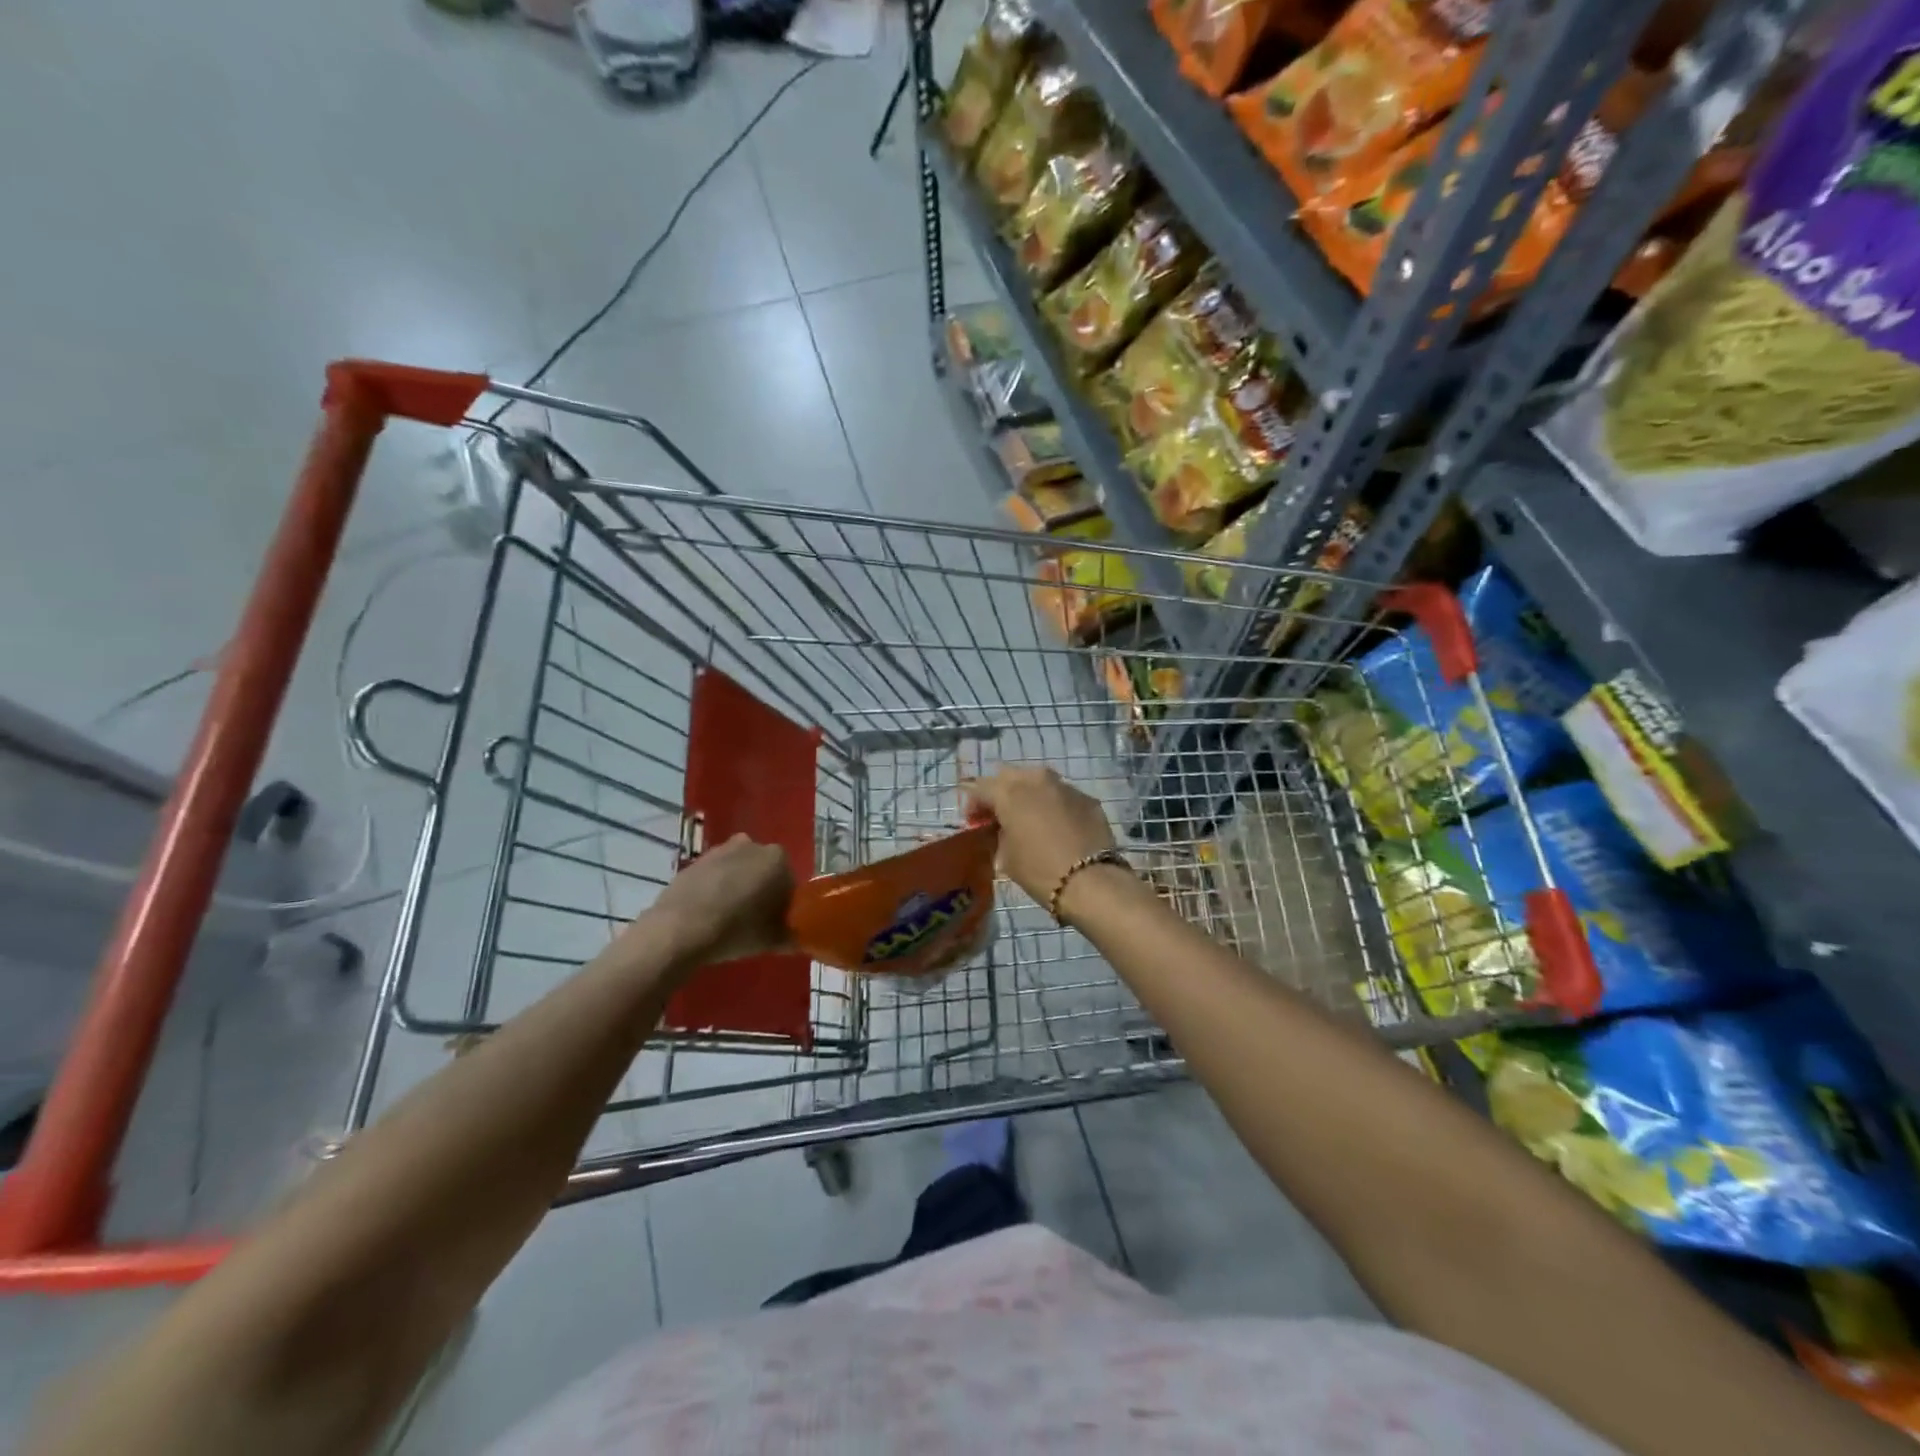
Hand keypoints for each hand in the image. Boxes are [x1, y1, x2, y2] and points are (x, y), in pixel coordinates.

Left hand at [629, 834, 793, 968]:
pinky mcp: (694, 861)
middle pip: (763, 871)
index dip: (783, 904)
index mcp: (777, 859)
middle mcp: (752, 845)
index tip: (775, 923)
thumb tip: (798, 938)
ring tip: (728, 918)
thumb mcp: (772, 940)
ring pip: (737, 870)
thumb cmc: (735, 930)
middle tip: (753, 920)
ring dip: (737, 887)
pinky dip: (714, 889)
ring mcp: (720, 850)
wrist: (679, 930)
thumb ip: (792, 937)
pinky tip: (707, 913)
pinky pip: (713, 875)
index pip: (789, 882)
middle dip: (761, 890)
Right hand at [963, 767, 1118, 912]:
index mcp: (1009, 792)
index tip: (973, 822)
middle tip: (999, 815)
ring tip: (1029, 818)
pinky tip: (1056, 826)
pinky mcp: (1087, 798)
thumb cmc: (1039, 870)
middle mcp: (1036, 780)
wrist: (1091, 881)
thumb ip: (1000, 835)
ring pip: (1038, 781)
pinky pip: (1062, 795)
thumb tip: (1004, 830)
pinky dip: (1054, 805)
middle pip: (1009, 776)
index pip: (980, 787)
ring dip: (1028, 795)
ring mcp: (1065, 786)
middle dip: (1000, 792)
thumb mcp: (1006, 857)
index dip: (972, 803)